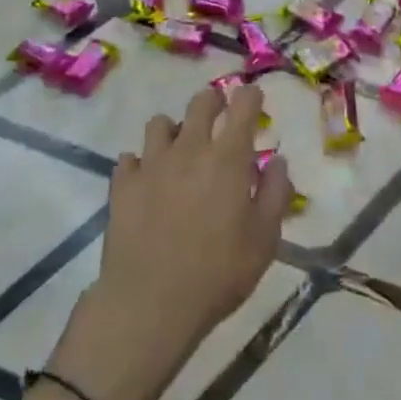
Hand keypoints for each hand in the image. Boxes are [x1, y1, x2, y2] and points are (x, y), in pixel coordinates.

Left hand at [48, 85, 289, 399]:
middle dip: (212, 101)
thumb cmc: (218, 274)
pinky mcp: (123, 184)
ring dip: (173, 130)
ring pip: (160, 123)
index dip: (249, 96)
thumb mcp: (264, 241)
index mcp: (227, 158)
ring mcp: (151, 163)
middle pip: (199, 103)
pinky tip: (146, 181)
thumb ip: (275, 195)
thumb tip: (278, 161)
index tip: (252, 97)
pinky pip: (130, 158)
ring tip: (179, 150)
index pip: (242, 107)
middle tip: (218, 112)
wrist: (150, 302)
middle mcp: (189, 148)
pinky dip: (140, 164)